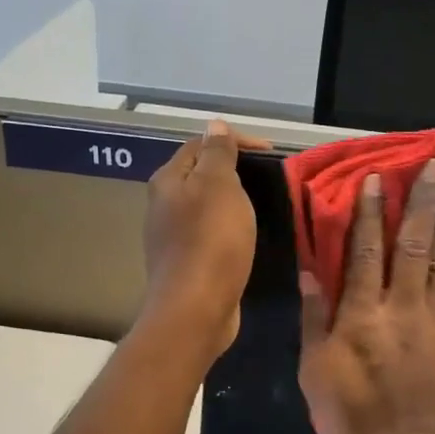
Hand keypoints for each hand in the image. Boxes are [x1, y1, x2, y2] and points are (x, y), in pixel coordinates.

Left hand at [142, 121, 263, 358]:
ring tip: (262, 205)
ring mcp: (172, 236)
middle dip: (234, 171)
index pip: (200, 144)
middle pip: (200, 174)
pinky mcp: (186, 263)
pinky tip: (246, 237)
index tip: (271, 153)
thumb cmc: (210, 240)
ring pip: (206, 206)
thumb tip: (215, 124)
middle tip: (268, 178)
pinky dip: (229, 228)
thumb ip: (218, 153)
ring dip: (232, 202)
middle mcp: (163, 204)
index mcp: (168, 180)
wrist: (195, 308)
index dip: (235, 141)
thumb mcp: (219, 185)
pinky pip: (210, 234)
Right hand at [298, 159, 434, 433]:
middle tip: (434, 166)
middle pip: (413, 245)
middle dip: (422, 202)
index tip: (376, 179)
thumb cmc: (352, 419)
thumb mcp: (316, 372)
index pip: (364, 252)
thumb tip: (312, 271)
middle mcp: (402, 310)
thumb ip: (314, 319)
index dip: (369, 212)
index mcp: (361, 317)